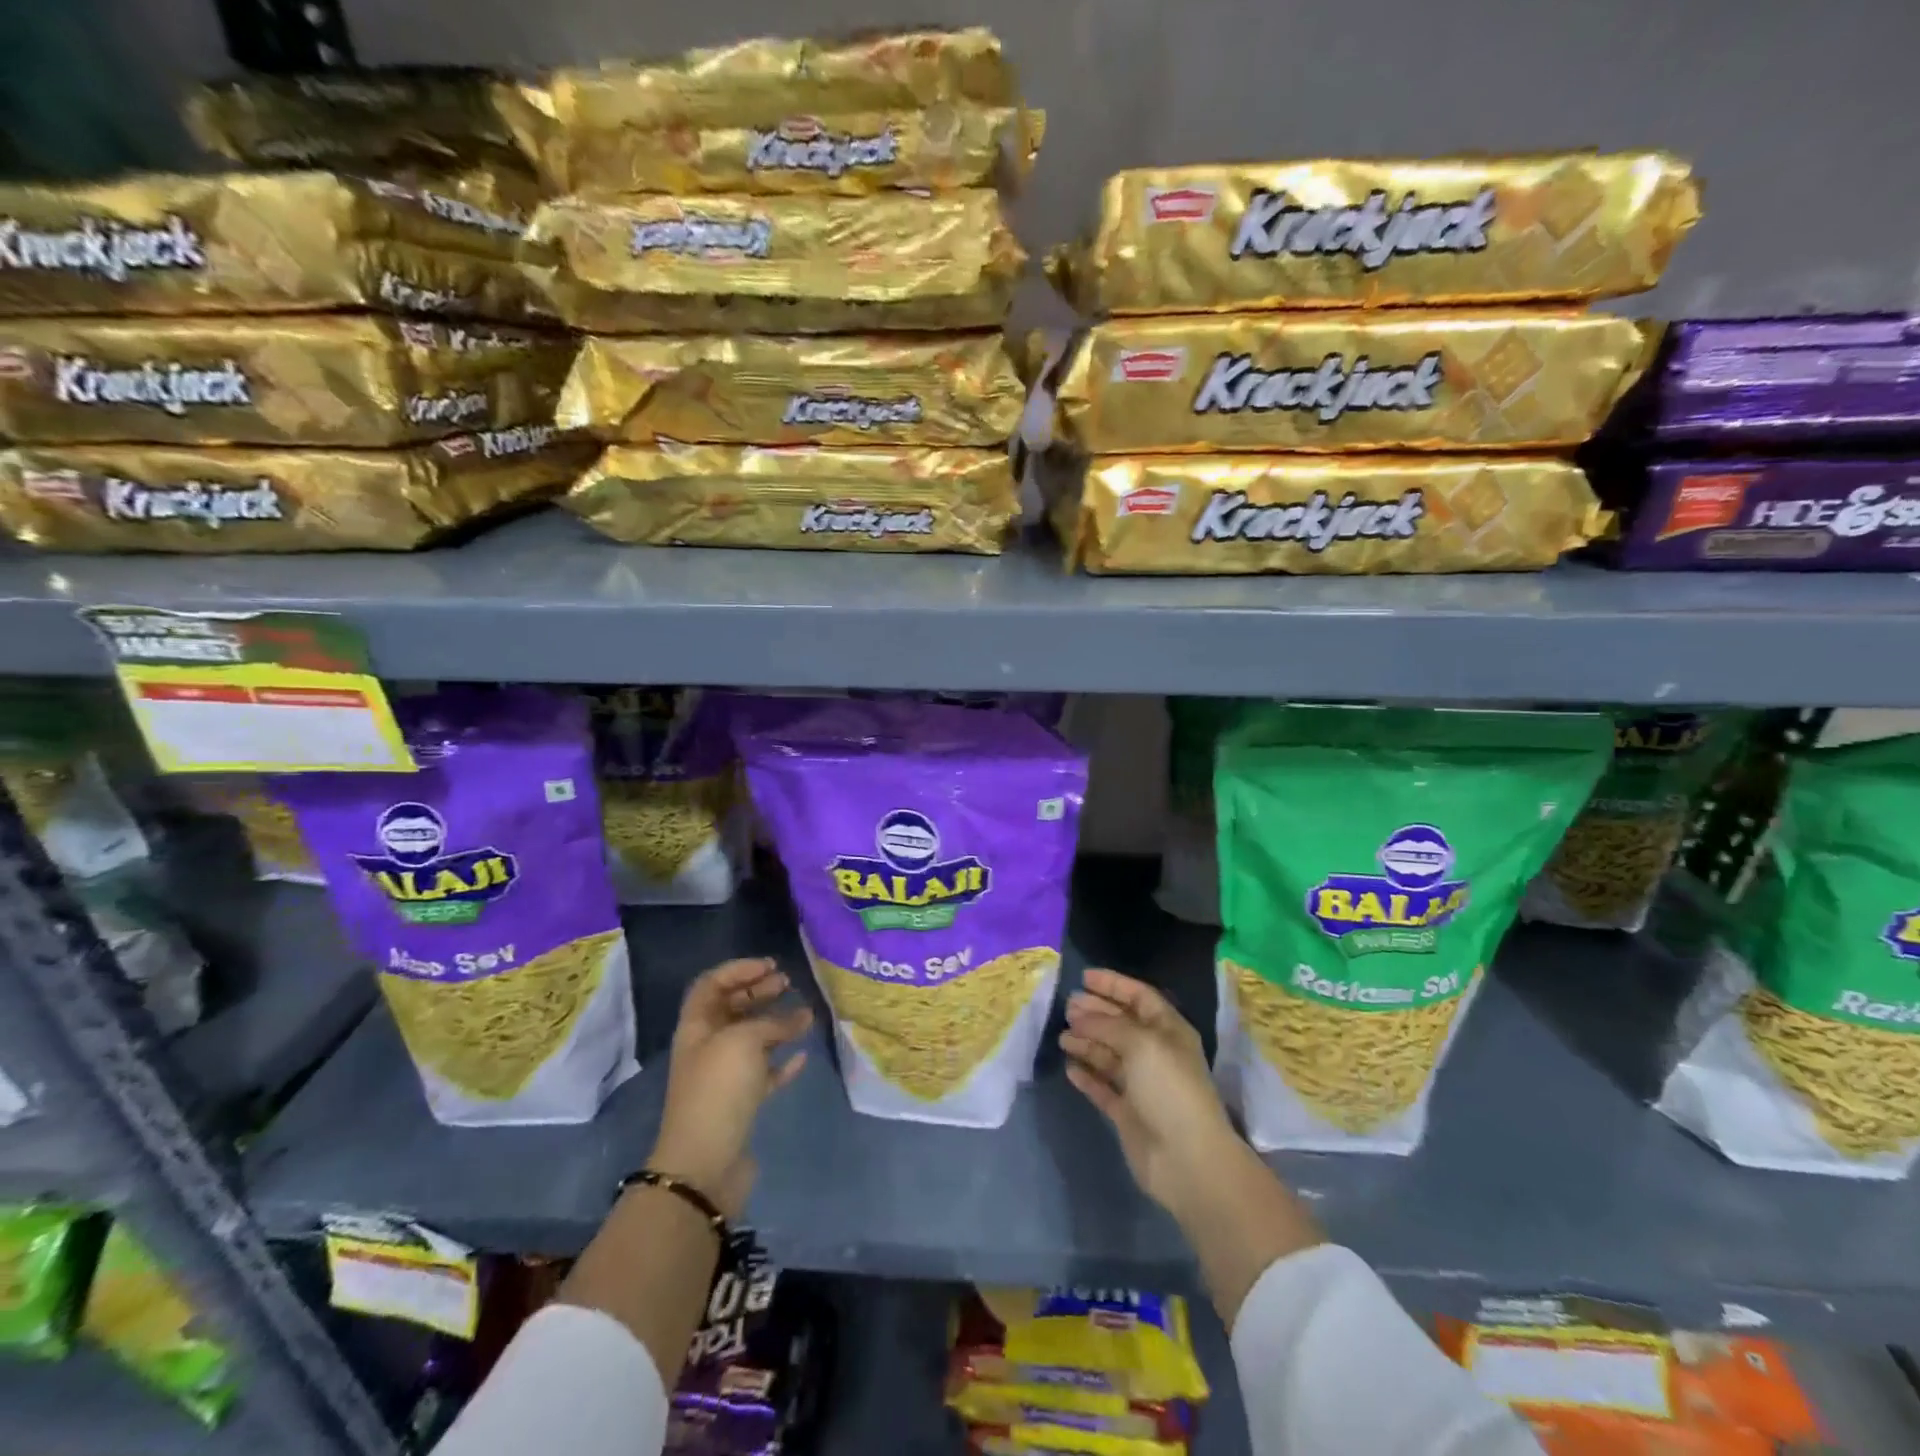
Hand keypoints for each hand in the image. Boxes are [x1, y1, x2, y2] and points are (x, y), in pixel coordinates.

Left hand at [648, 958, 811, 1219]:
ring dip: (777, 1024)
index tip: (770, 966)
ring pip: (752, 1040)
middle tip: (787, 983)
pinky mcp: (742, 1103)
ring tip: (805, 1014)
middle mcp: (708, 1047)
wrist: (705, 1164)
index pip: (712, 984)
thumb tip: (800, 1016)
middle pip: (733, 1009)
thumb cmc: (718, 1089)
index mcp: (697, 1027)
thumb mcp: (744, 1041)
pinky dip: (782, 1061)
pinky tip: (802, 1056)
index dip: (739, 970)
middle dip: (759, 992)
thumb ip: (772, 1023)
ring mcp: (725, 1077)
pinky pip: (765, 1073)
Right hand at [1060, 968, 1244, 1216]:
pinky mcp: (1128, 1113)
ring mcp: (1142, 1085)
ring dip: (1087, 1042)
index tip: (1084, 977)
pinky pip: (1103, 1086)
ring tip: (1063, 1036)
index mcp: (1168, 1031)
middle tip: (1067, 1006)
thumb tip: (1081, 1014)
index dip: (1113, 984)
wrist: (1187, 1159)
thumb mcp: (1141, 1043)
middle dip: (1095, 1012)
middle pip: (1121, 1024)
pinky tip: (1070, 1067)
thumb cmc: (1169, 1089)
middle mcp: (1156, 1053)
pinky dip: (1087, 1076)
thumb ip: (1108, 1024)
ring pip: (1109, 1054)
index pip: (1139, 996)